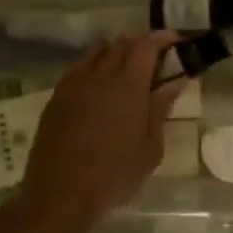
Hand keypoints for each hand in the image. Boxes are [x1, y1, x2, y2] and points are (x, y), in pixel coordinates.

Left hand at [20, 33, 185, 225]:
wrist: (60, 193)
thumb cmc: (114, 174)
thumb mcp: (150, 147)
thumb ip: (160, 109)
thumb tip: (174, 83)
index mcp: (128, 84)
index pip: (146, 45)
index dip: (162, 38)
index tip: (176, 41)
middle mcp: (99, 74)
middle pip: (121, 43)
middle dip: (141, 45)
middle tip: (156, 60)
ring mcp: (74, 83)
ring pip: (98, 52)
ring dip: (116, 53)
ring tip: (128, 71)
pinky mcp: (57, 96)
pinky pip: (79, 68)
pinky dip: (95, 66)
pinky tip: (100, 86)